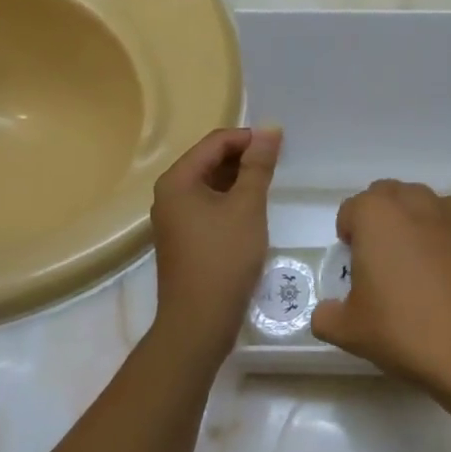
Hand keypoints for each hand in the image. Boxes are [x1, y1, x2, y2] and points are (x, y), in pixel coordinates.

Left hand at [149, 127, 280, 367]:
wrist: (199, 322)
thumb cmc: (223, 258)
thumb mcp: (247, 206)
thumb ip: (258, 165)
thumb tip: (269, 128)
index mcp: (178, 180)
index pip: (215, 142)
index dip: (248, 138)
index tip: (280, 146)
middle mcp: (170, 194)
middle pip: (210, 160)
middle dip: (244, 158)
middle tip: (278, 165)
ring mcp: (175, 218)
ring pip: (211, 184)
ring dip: (239, 180)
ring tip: (269, 185)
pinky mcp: (184, 238)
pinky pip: (209, 205)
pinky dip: (231, 200)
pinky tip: (253, 210)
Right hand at [310, 180, 450, 397]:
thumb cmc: (409, 333)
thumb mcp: (351, 332)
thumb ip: (328, 316)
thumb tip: (327, 312)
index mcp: (377, 215)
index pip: (352, 210)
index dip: (349, 237)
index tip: (356, 269)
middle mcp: (418, 201)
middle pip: (391, 198)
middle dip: (383, 222)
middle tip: (387, 265)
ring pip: (429, 208)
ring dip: (420, 228)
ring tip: (427, 273)